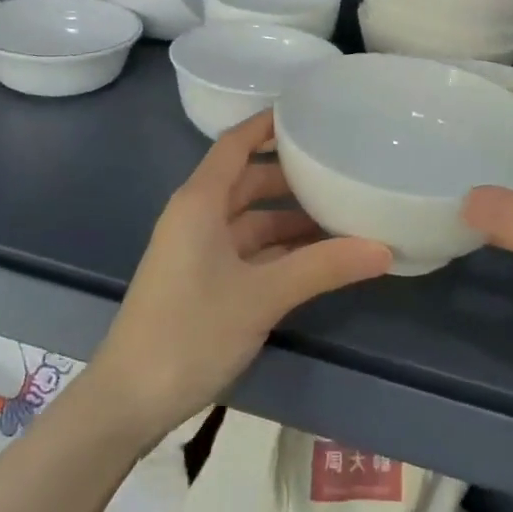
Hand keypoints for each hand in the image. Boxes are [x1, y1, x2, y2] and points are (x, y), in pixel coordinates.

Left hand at [91, 110, 392, 442]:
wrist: (129, 400)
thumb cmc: (190, 331)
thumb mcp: (262, 296)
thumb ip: (322, 267)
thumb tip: (384, 248)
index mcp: (200, 201)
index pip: (236, 144)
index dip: (268, 124)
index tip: (309, 112)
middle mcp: (196, 216)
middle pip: (247, 180)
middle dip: (290, 175)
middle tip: (340, 167)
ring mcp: (197, 250)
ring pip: (249, 219)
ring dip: (288, 218)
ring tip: (339, 214)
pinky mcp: (201, 280)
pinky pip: (246, 249)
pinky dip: (277, 249)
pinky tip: (314, 258)